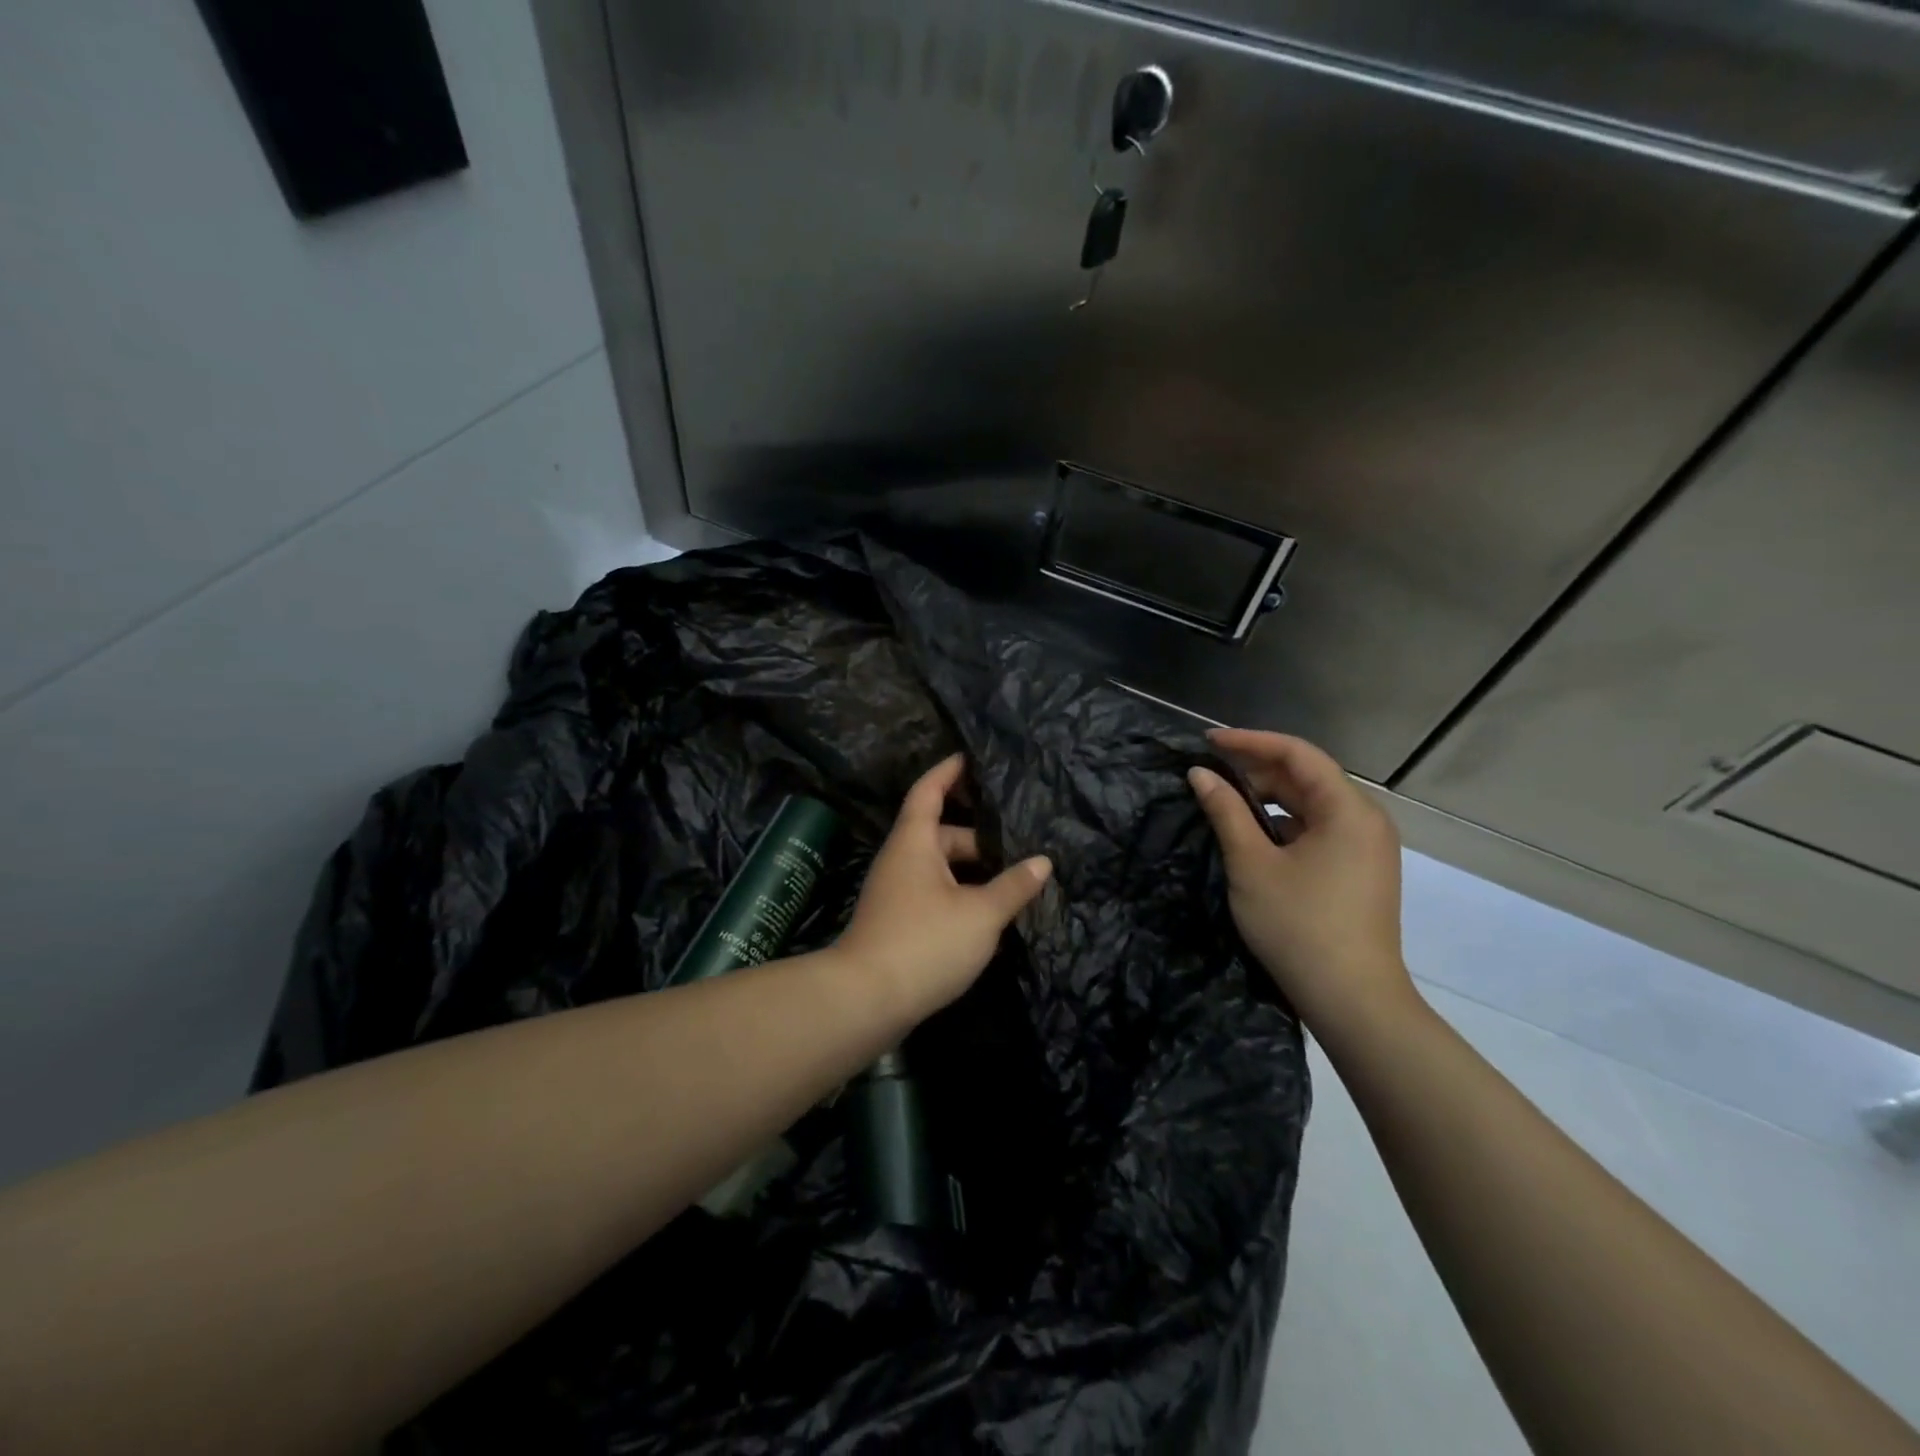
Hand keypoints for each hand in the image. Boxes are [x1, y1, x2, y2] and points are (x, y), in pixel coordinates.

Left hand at [836, 754, 1052, 1018]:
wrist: (866, 1000)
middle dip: (977, 835)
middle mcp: (901, 860)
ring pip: (939, 867)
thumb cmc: (925, 942)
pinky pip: (933, 892)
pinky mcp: (897, 922)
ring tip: (1012, 876)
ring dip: (971, 870)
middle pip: (940, 833)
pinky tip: (987, 912)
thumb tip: (1042, 862)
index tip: (972, 757)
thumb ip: (1013, 886)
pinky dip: (959, 893)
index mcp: (914, 842)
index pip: (929, 791)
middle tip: (1018, 838)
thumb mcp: (980, 913)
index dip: (949, 771)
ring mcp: (895, 892)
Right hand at [1188, 728, 1415, 1036]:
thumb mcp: (1252, 865)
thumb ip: (1225, 812)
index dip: (1250, 741)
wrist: (1352, 1000)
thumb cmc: (1299, 926)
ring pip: (1311, 804)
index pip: (1297, 754)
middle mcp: (1365, 819)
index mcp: (1348, 810)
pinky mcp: (1359, 870)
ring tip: (1224, 801)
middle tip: (1209, 773)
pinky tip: (1252, 834)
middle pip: (1307, 776)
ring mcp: (1366, 847)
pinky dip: (1283, 823)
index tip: (1207, 741)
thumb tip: (1200, 775)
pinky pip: (1318, 829)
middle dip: (1257, 770)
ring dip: (1268, 798)